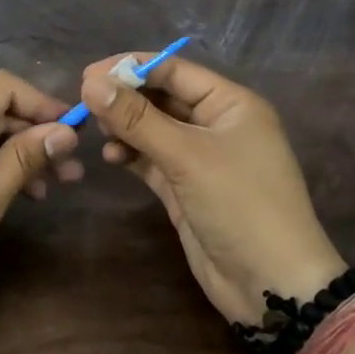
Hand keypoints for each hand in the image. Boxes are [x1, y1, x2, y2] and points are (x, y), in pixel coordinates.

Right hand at [81, 54, 345, 325]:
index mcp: (230, 104)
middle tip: (83, 103)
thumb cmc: (239, 205)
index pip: (174, 71)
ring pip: (153, 129)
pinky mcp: (186, 187)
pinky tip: (111, 157)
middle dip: (125, 99)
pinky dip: (131, 154)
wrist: (271, 285)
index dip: (131, 68)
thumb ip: (137, 118)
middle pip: (161, 98)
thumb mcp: (187, 156)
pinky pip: (151, 159)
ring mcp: (201, 158)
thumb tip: (91, 83)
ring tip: (97, 132)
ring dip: (125, 127)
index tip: (87, 74)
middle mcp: (216, 124)